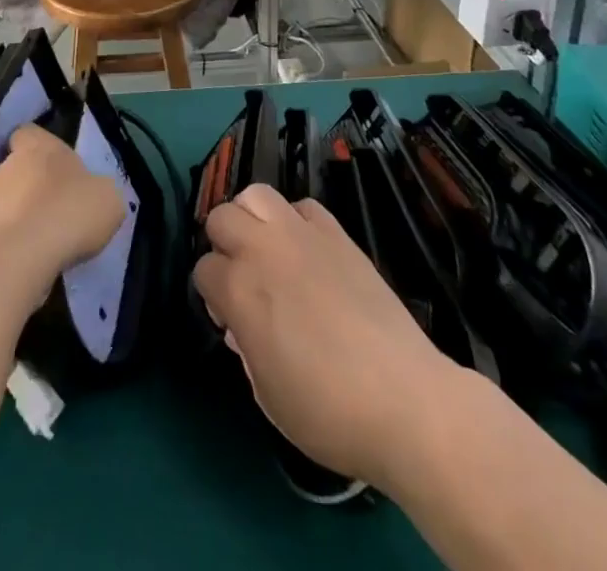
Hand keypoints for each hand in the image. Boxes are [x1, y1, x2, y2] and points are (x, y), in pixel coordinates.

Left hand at [0, 125, 126, 304]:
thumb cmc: (68, 213)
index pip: (28, 133)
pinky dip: (7, 247)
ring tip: (41, 246)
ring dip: (17, 219)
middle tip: (55, 213)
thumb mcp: (108, 199)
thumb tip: (94, 195)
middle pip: (15, 170)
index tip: (55, 166)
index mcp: (37, 147)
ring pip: (3, 204)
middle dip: (31, 188)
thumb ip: (100, 191)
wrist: (17, 258)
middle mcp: (5, 166)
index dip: (39, 147)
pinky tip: (25, 265)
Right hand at [192, 184, 454, 488]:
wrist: (405, 401)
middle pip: (221, 217)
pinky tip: (307, 251)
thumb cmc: (328, 411)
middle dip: (223, 244)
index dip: (211, 294)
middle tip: (242, 277)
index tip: (228, 317)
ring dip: (252, 218)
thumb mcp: (267, 394)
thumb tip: (241, 325)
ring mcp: (301, 235)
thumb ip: (245, 349)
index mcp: (238, 290)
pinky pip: (303, 206)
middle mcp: (262, 250)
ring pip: (256, 195)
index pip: (202, 269)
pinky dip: (296, 221)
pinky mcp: (337, 233)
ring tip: (267, 249)